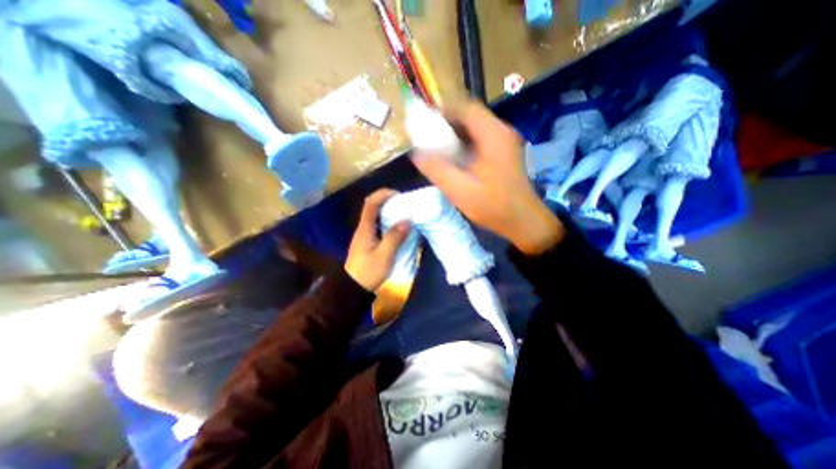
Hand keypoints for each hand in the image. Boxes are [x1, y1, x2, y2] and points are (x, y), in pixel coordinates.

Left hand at [345, 189, 411, 291]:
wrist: (353, 288)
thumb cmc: (368, 272)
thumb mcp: (384, 256)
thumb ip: (395, 237)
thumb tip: (407, 220)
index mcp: (365, 229)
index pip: (371, 203)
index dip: (383, 195)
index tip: (398, 195)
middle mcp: (364, 228)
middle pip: (373, 207)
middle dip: (389, 202)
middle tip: (405, 205)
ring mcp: (365, 235)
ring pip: (377, 217)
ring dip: (390, 212)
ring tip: (405, 215)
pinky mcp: (369, 242)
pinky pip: (379, 226)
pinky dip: (389, 222)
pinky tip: (399, 229)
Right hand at [411, 101, 559, 251]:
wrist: (523, 221)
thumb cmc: (493, 206)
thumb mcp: (459, 190)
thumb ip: (436, 169)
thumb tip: (416, 154)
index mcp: (493, 134)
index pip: (465, 107)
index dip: (443, 112)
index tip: (425, 125)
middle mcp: (501, 132)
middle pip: (470, 116)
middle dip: (447, 125)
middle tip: (428, 140)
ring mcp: (505, 142)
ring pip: (475, 129)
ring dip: (455, 135)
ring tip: (438, 150)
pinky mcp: (504, 153)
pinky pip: (480, 140)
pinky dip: (465, 145)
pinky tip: (455, 160)